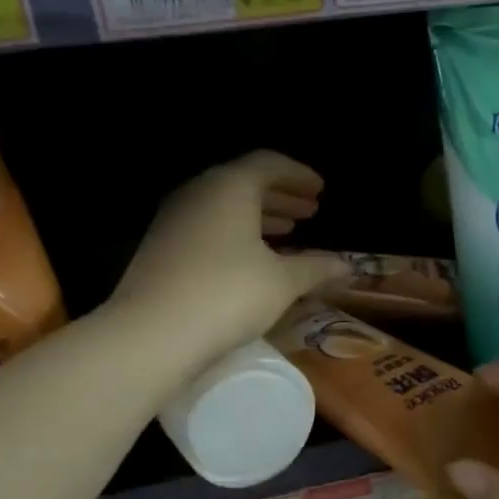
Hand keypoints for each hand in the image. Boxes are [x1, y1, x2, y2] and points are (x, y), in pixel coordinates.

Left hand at [112, 151, 349, 364]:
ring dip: (258, 215)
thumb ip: (316, 268)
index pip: (269, 164)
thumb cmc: (227, 295)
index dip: (298, 175)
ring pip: (223, 206)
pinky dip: (235, 233)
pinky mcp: (160, 247)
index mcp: (230, 187)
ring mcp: (174, 219)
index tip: (320, 190)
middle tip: (309, 210)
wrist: (151, 334)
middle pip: (244, 182)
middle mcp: (198, 193)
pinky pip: (207, 226)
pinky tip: (251, 259)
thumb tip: (347, 266)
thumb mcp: (282, 282)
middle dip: (280, 195)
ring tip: (287, 231)